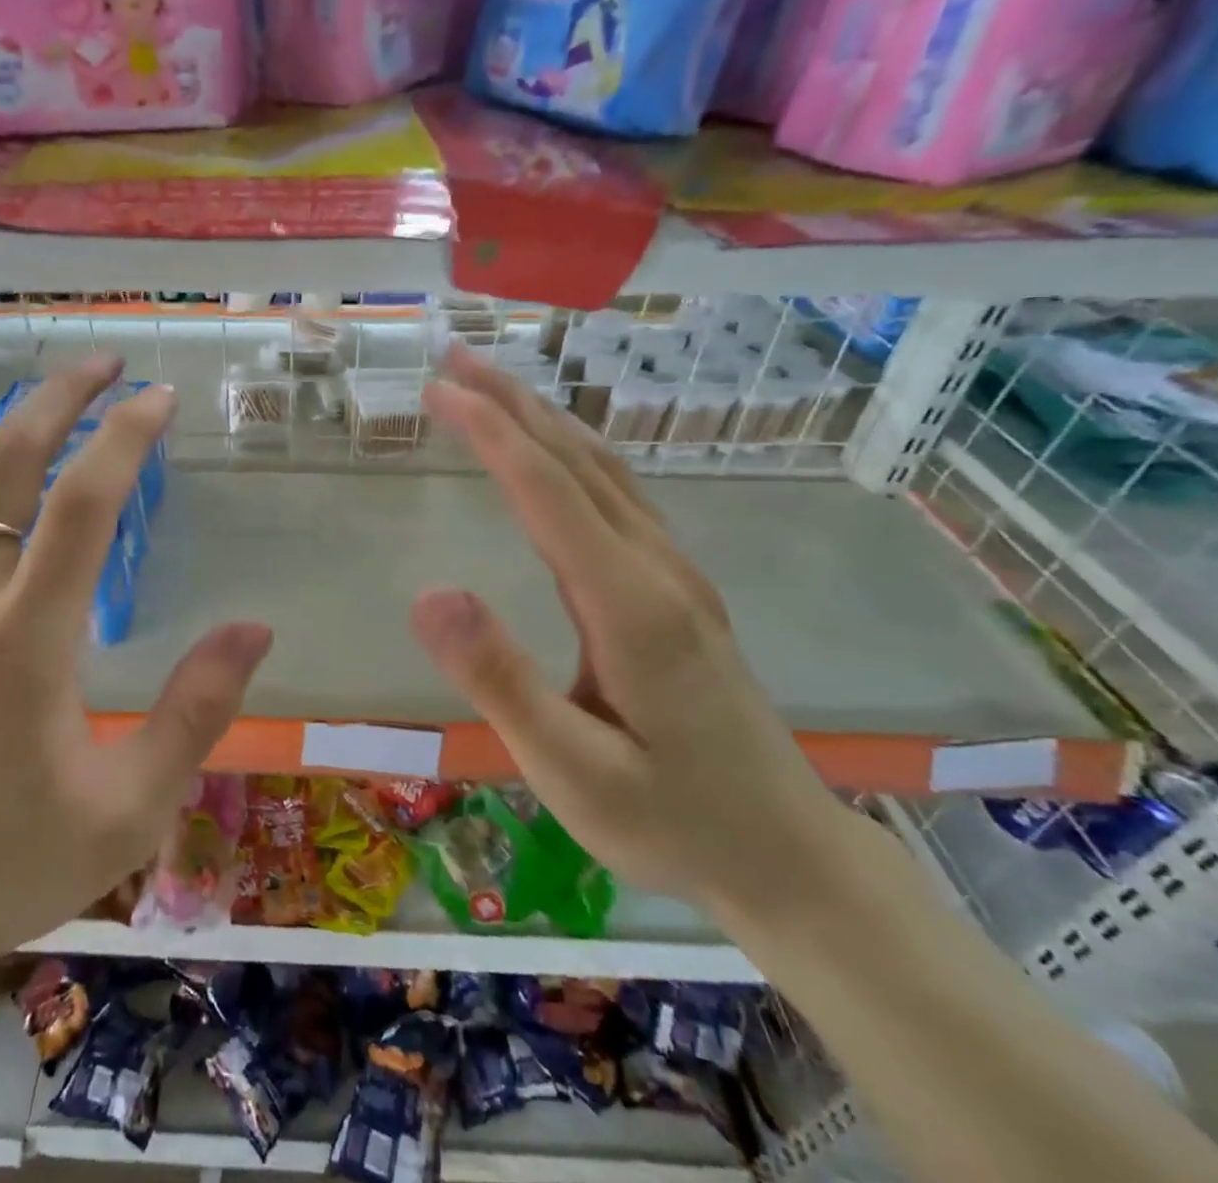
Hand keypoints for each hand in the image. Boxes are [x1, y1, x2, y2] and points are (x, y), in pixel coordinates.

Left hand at [0, 356, 272, 1026]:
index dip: (126, 438)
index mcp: (26, 646)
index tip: (161, 399)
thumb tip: (254, 629)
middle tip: (104, 364)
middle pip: (4, 465)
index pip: (83, 506)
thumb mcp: (129, 812)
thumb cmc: (5, 870)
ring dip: (6, 432)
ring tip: (52, 405)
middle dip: (58, 399)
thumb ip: (198, 713)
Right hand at [410, 344, 864, 924]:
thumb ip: (501, 681)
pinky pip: (618, 496)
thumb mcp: (573, 772)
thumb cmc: (671, 821)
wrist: (788, 857)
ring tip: (492, 388)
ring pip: (604, 471)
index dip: (489, 432)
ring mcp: (677, 575)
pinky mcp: (678, 590)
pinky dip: (571, 453)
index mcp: (630, 605)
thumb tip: (429, 594)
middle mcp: (658, 569)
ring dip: (543, 420)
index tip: (437, 390)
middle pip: (578, 462)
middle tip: (454, 359)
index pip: (547, 491)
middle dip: (513, 403)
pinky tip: (554, 454)